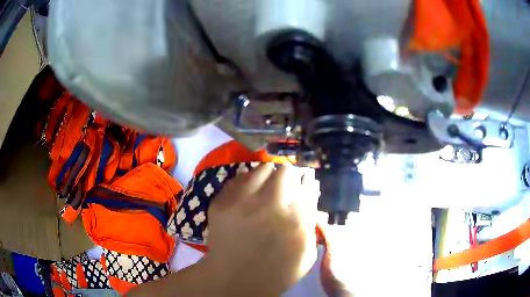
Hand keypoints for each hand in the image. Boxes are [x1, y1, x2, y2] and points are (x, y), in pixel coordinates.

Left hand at [203, 163, 318, 295]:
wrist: (233, 279)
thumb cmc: (276, 271)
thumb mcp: (306, 254)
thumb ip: (311, 223)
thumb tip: (309, 196)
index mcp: (295, 220)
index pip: (306, 185)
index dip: (305, 184)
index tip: (302, 187)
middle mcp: (269, 204)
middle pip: (285, 171)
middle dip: (288, 179)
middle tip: (284, 190)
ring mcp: (241, 201)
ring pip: (261, 169)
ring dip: (267, 177)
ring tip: (265, 190)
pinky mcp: (221, 202)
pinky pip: (238, 179)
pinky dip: (247, 184)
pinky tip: (247, 197)